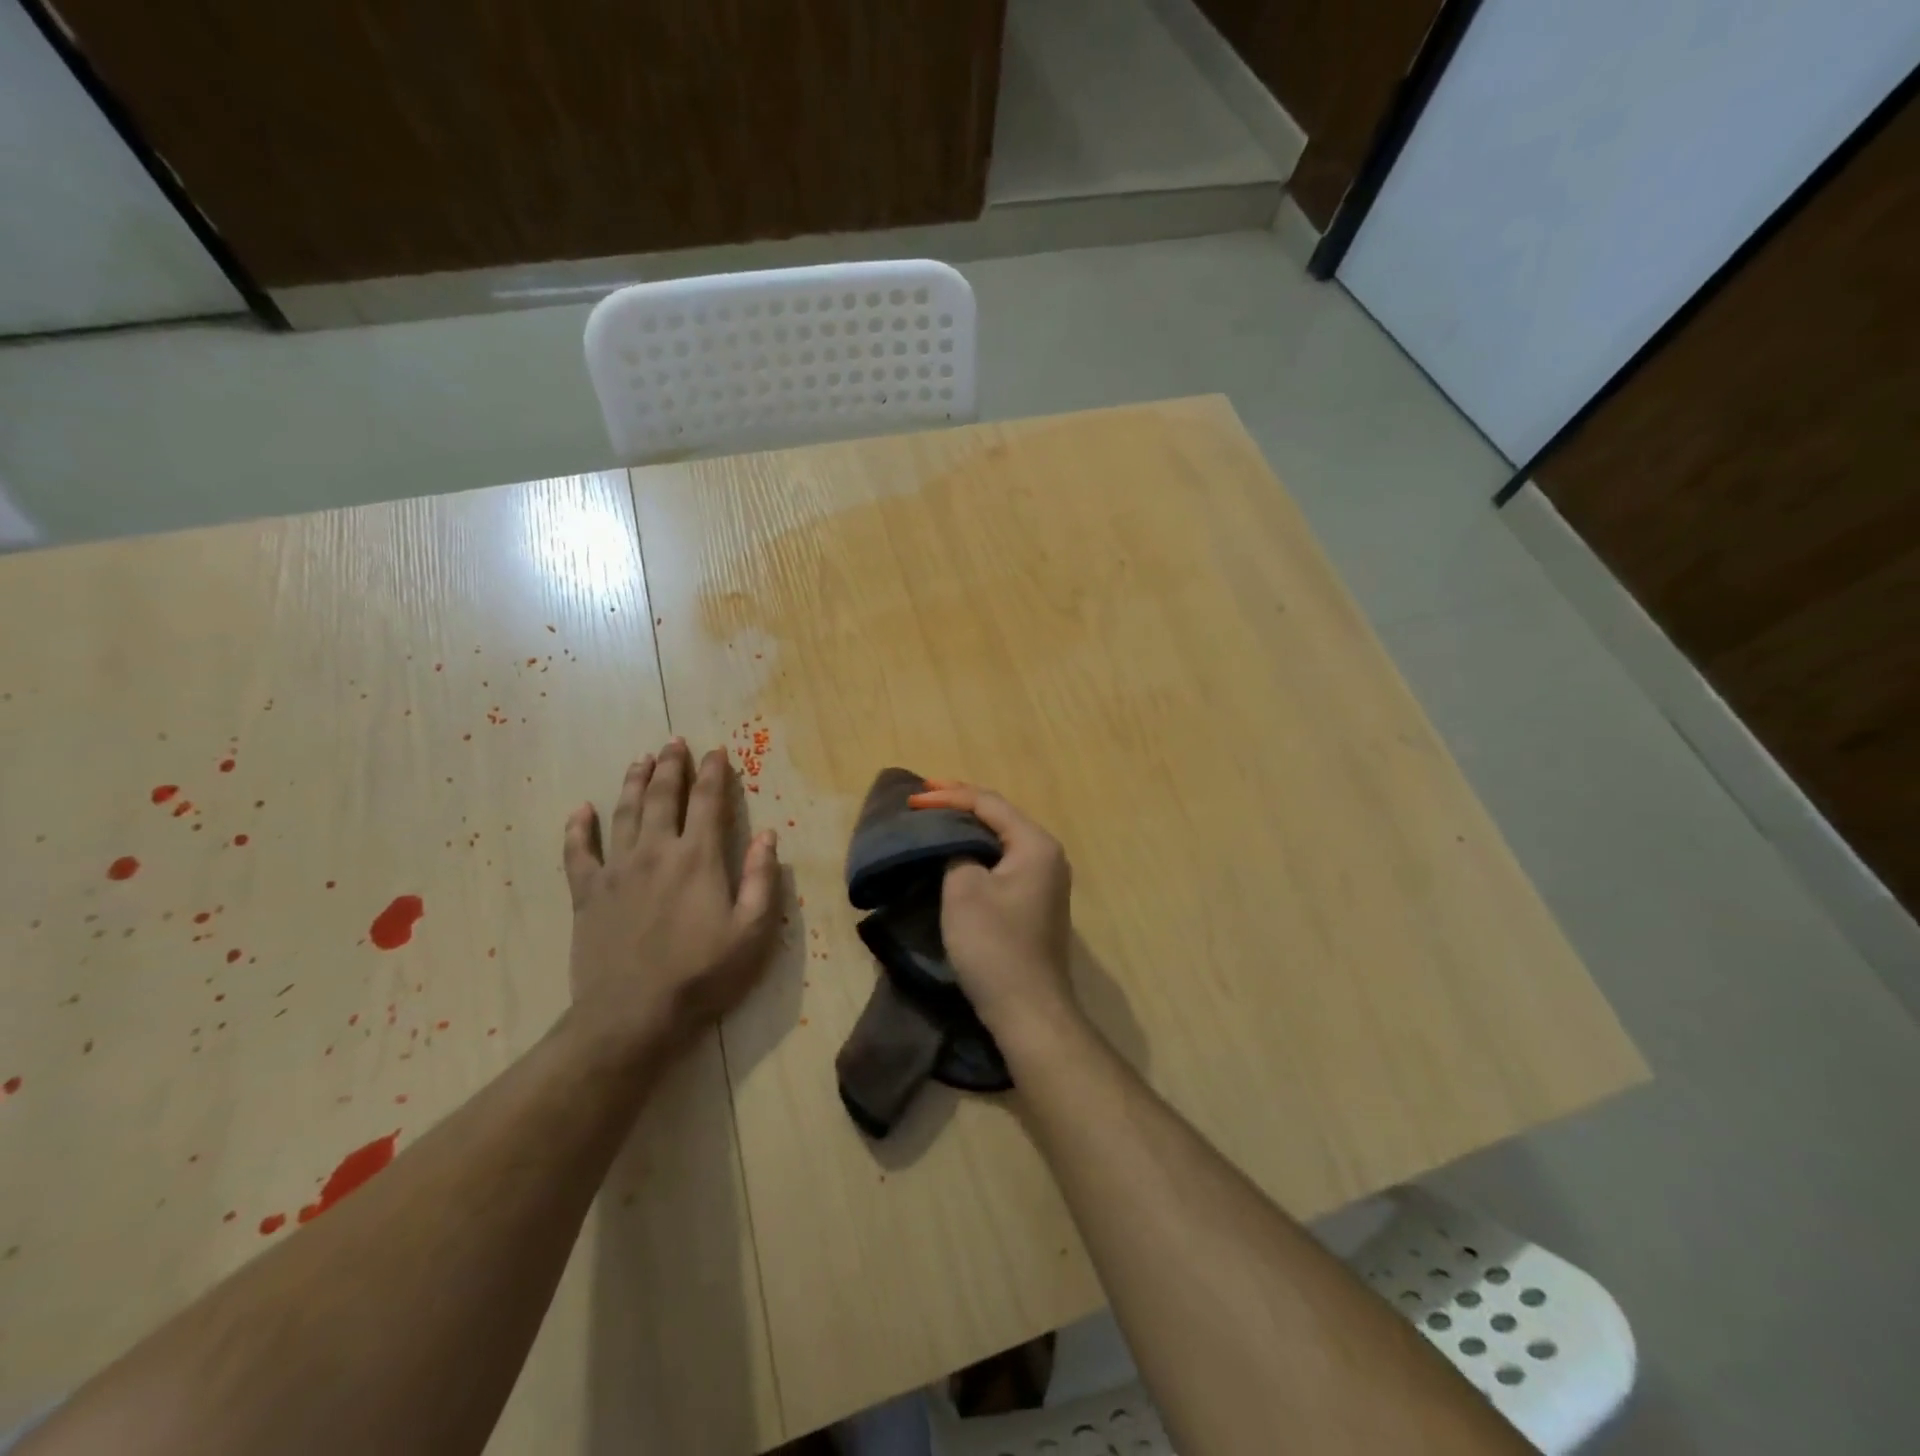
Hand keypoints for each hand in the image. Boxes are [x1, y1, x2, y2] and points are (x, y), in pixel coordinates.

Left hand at [562, 738, 780, 1062]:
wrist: (632, 1016)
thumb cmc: (702, 975)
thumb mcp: (752, 932)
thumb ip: (761, 879)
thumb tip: (768, 835)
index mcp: (698, 858)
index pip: (708, 802)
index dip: (713, 773)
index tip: (716, 751)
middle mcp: (656, 852)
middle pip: (664, 797)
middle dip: (672, 766)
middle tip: (674, 742)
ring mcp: (616, 870)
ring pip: (624, 813)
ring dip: (634, 783)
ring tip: (640, 759)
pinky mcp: (587, 894)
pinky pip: (577, 853)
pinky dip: (577, 829)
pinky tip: (579, 810)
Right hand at [907, 781, 1079, 1039]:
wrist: (1028, 1010)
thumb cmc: (995, 946)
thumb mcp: (964, 890)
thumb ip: (957, 852)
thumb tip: (957, 846)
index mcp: (1035, 844)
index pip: (988, 804)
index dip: (948, 796)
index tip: (912, 798)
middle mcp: (1046, 854)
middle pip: (998, 817)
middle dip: (959, 805)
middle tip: (922, 798)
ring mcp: (1044, 880)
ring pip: (999, 840)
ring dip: (967, 828)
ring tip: (933, 818)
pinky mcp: (1034, 902)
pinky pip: (1001, 862)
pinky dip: (976, 852)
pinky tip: (954, 852)